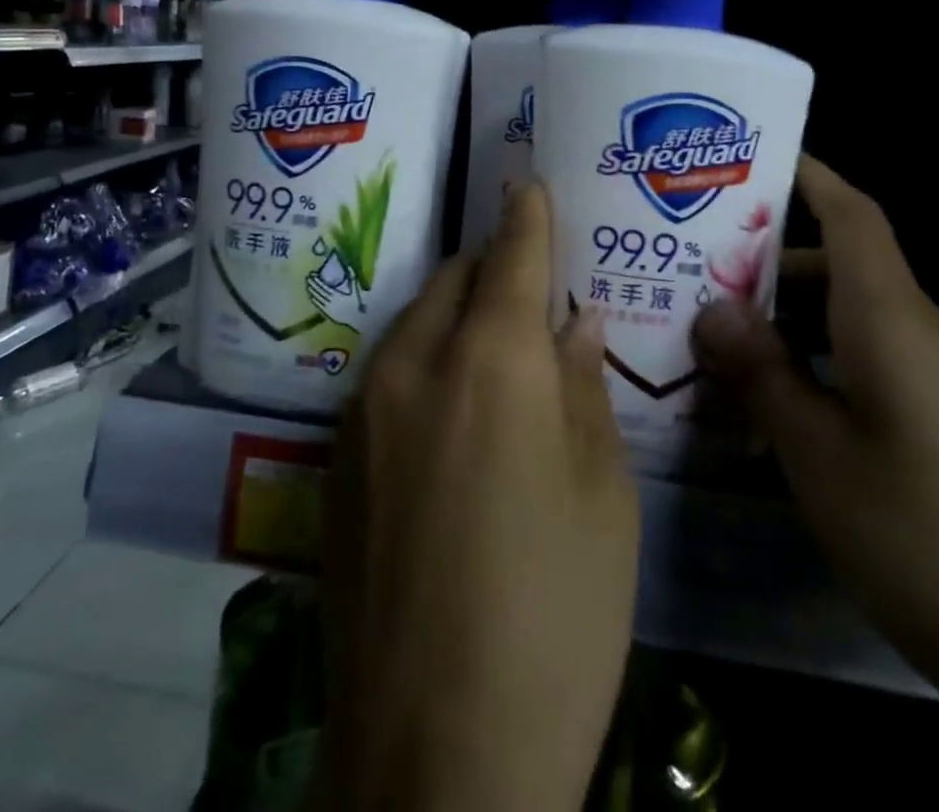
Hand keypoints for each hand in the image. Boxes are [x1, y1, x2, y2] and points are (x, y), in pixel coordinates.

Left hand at [311, 183, 638, 811]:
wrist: (436, 752)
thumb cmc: (556, 616)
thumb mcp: (603, 496)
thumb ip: (584, 388)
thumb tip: (574, 322)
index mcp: (491, 361)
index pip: (511, 254)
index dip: (526, 216)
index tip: (530, 185)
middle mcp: (414, 362)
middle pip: (455, 277)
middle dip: (491, 265)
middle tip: (529, 282)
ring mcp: (362, 407)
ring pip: (415, 320)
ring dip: (454, 312)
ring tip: (493, 343)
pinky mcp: (335, 453)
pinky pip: (387, 371)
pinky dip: (423, 359)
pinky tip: (450, 409)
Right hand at [693, 156, 938, 811]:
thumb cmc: (934, 542)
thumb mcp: (820, 459)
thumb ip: (763, 375)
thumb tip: (711, 309)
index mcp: (893, 322)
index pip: (853, 217)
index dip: (808, 176)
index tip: (750, 157)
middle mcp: (926, 335)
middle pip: (844, 267)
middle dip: (769, 260)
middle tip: (692, 269)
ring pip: (856, 320)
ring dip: (790, 319)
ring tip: (719, 338)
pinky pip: (876, 364)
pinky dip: (821, 362)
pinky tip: (779, 405)